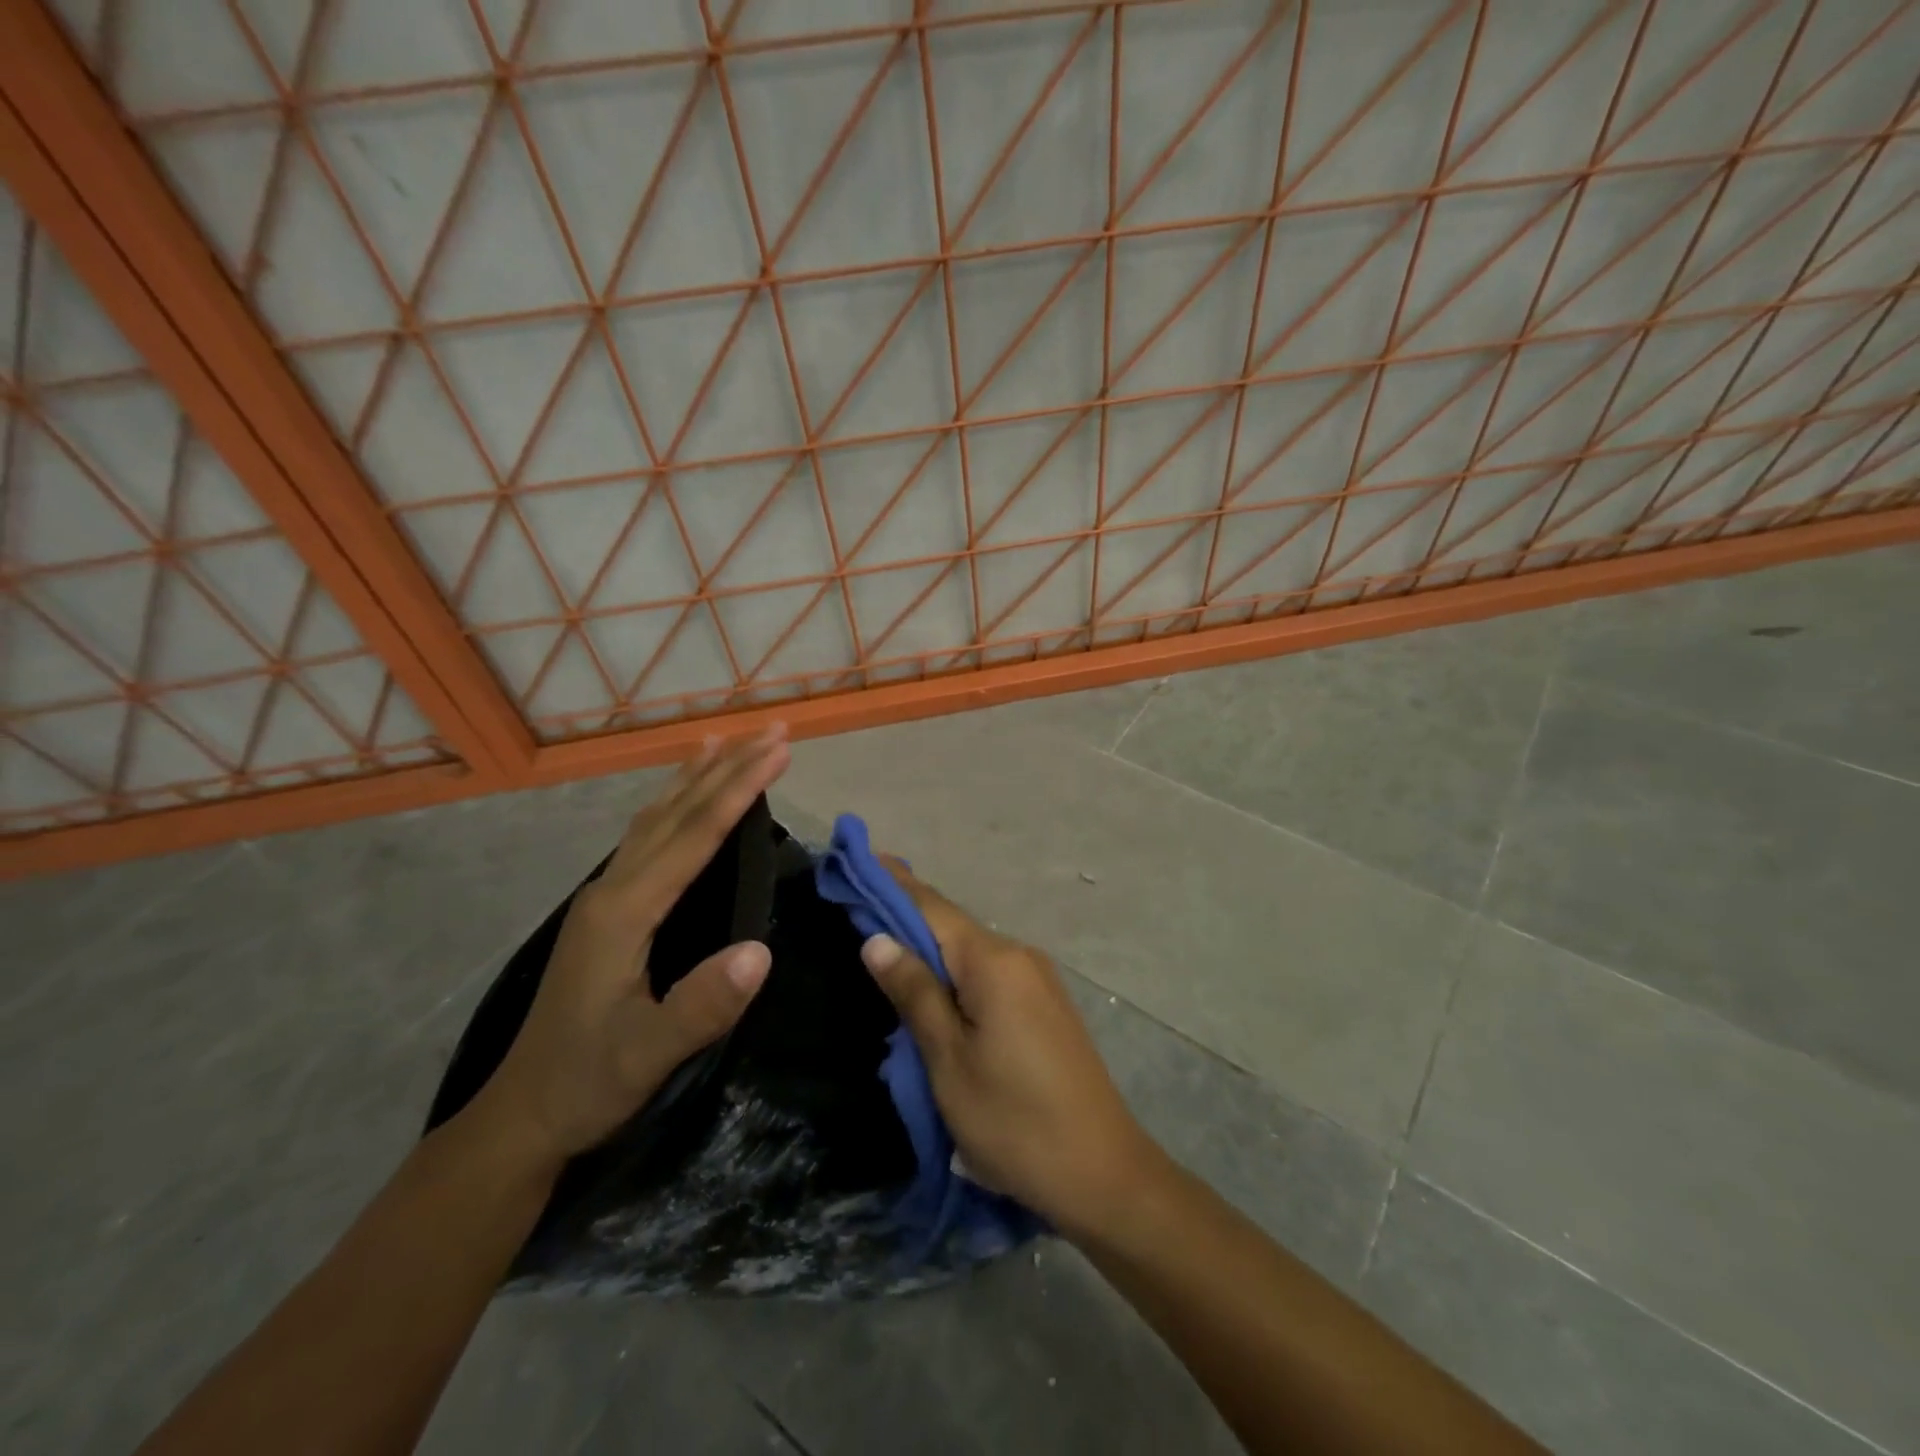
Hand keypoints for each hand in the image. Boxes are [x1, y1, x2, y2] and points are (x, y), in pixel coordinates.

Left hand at [469, 726, 789, 1167]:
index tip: (779, 752)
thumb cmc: (588, 1081)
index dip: (739, 790)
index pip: (694, 835)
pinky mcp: (609, 908)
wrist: (524, 1114)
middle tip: (772, 730)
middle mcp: (613, 888)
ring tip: (727, 741)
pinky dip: (675, 804)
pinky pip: (648, 836)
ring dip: (697, 777)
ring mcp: (606, 895)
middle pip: (676, 812)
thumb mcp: (648, 1055)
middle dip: (727, 767)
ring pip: (657, 818)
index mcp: (625, 911)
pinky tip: (684, 799)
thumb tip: (761, 950)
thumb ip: (701, 1005)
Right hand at [861, 860, 1164, 1238]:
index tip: (859, 859)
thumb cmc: (1014, 1121)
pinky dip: (955, 971)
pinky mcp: (1045, 1004)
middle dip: (905, 914)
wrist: (1103, 1174)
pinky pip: (989, 973)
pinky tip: (933, 985)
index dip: (892, 883)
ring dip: (929, 946)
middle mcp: (1020, 956)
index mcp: (994, 962)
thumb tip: (877, 939)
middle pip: (951, 926)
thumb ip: (915, 993)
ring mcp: (1038, 979)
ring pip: (971, 951)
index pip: (931, 907)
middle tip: (857, 904)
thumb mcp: (949, 1061)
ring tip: (884, 944)